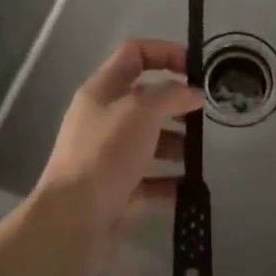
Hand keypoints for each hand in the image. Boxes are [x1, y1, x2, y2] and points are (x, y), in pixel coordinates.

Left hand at [34, 40, 202, 248]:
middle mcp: (102, 119)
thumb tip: (194, 92)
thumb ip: (171, 95)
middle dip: (174, 103)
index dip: (164, 52)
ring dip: (175, 143)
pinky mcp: (114, 193)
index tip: (195, 67)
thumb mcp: (141, 112)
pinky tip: (190, 187)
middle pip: (144, 99)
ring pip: (148, 141)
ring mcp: (107, 157)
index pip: (134, 54)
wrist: (72, 223)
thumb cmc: (105, 154)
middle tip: (203, 115)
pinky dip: (168, 182)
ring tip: (199, 154)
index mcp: (102, 90)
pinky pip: (148, 181)